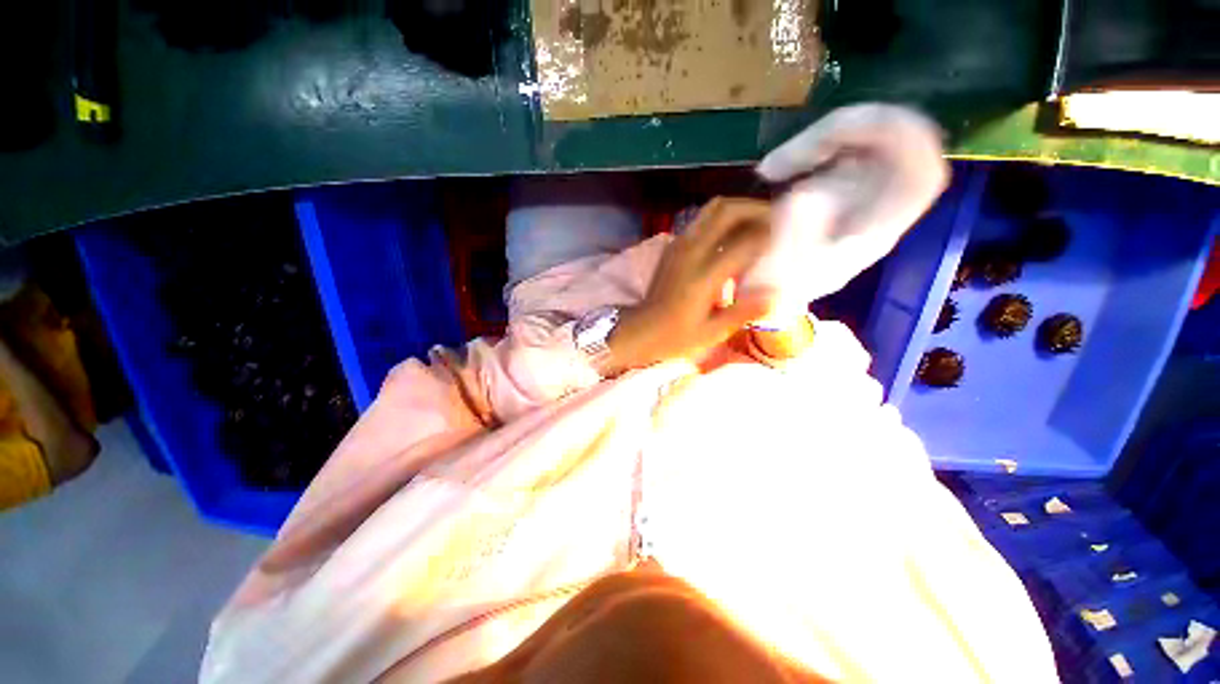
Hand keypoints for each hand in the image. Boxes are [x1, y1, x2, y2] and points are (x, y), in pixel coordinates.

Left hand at [606, 198, 774, 372]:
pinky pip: (702, 221)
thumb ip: (743, 311)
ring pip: (713, 209)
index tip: (792, 238)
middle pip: (728, 210)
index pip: (746, 242)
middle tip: (778, 221)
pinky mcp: (673, 247)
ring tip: (759, 224)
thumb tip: (777, 294)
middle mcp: (691, 252)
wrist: (638, 331)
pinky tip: (733, 238)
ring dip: (740, 210)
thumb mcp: (710, 333)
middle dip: (758, 209)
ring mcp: (679, 245)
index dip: (773, 236)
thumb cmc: (673, 338)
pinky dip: (723, 220)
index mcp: (703, 276)